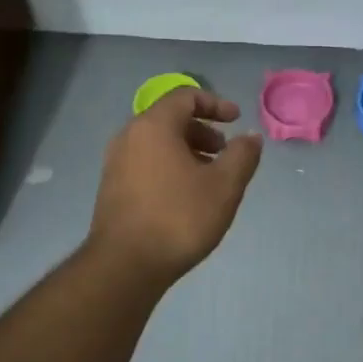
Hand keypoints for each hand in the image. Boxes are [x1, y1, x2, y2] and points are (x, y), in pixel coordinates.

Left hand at [90, 88, 262, 282]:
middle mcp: (129, 137)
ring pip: (157, 143)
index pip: (185, 96)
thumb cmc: (179, 218)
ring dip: (187, 150)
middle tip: (225, 151)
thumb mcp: (224, 186)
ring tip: (210, 177)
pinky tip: (186, 196)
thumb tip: (250, 137)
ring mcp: (116, 163)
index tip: (236, 120)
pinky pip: (146, 162)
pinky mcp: (112, 188)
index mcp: (154, 126)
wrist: (126, 265)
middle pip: (169, 119)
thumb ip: (242, 155)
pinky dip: (170, 166)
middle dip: (202, 130)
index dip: (215, 103)